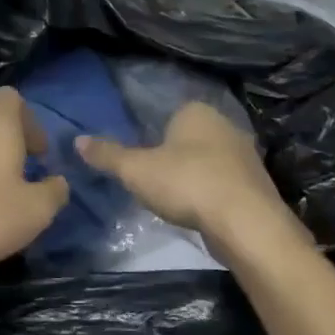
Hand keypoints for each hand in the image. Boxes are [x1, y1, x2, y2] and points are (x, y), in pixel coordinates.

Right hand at [76, 101, 287, 240]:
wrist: (245, 223)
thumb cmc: (186, 183)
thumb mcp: (135, 170)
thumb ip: (107, 155)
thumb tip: (77, 140)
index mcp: (197, 111)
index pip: (170, 114)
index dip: (154, 135)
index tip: (142, 159)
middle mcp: (225, 125)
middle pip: (191, 138)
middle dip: (175, 155)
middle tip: (154, 180)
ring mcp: (246, 155)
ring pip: (210, 161)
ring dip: (195, 176)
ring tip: (175, 199)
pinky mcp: (257, 185)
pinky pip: (226, 184)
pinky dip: (212, 194)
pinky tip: (200, 212)